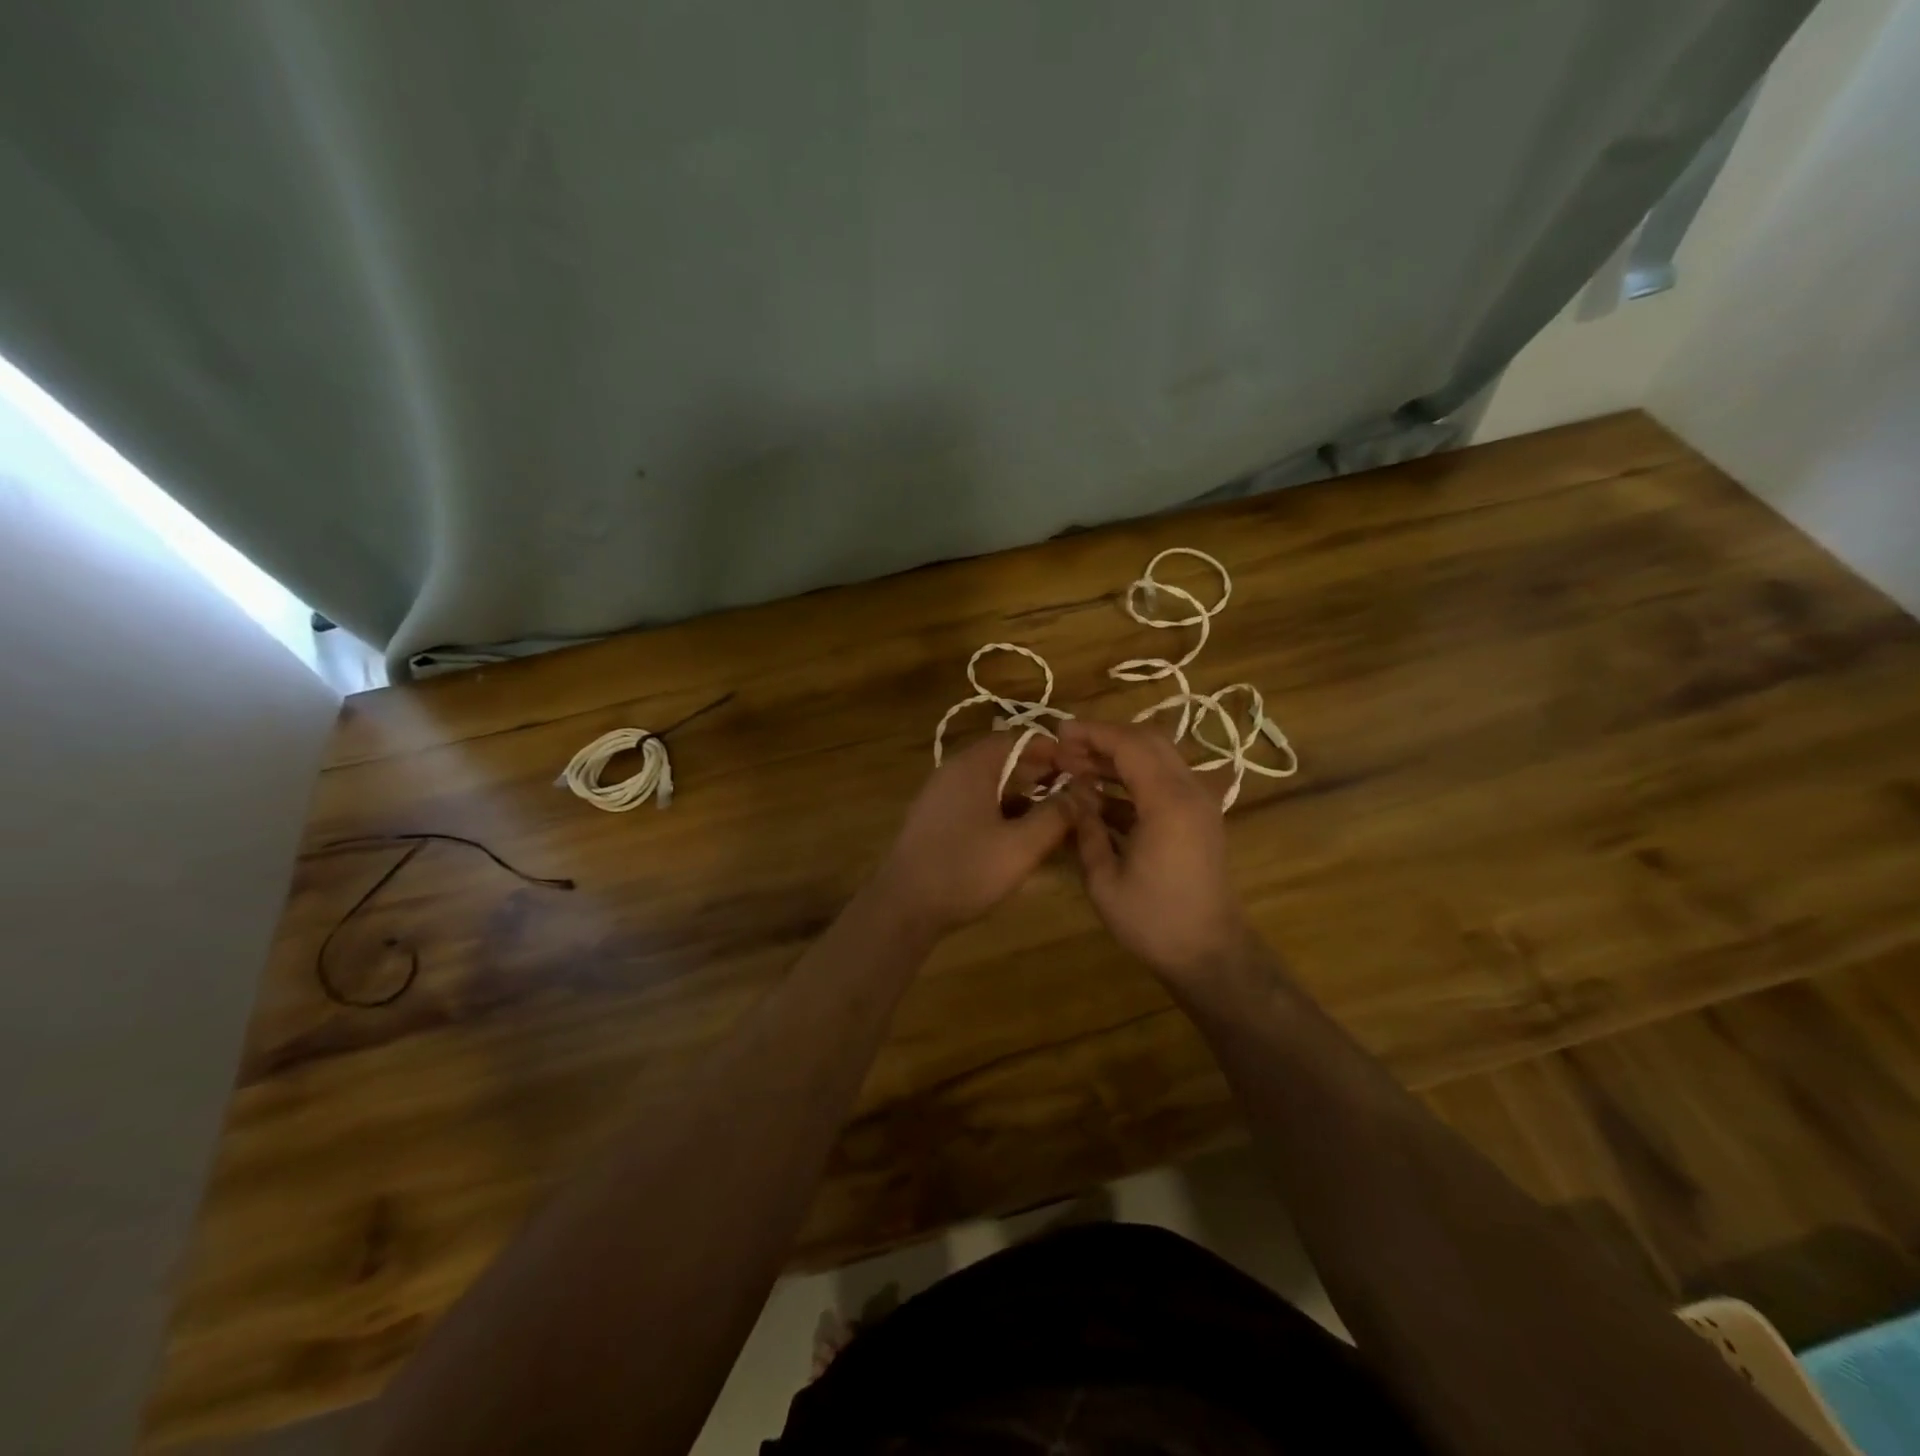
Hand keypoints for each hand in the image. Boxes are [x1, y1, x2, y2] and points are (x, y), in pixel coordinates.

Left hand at [874, 733, 1072, 935]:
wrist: (903, 907)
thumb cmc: (965, 870)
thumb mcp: (1021, 846)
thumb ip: (1055, 816)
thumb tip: (1082, 794)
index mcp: (973, 766)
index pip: (1020, 739)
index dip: (1054, 751)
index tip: (1082, 770)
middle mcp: (954, 772)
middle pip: (1005, 759)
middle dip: (1041, 774)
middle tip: (1075, 794)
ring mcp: (941, 796)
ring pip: (992, 784)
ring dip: (1024, 795)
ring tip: (1056, 817)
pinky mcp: (937, 820)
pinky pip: (977, 803)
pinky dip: (1003, 811)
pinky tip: (1023, 836)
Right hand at [1055, 719, 1250, 981]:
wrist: (1210, 954)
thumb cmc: (1153, 920)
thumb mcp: (1104, 879)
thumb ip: (1086, 827)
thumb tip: (1072, 792)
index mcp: (1168, 802)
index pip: (1129, 744)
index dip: (1092, 733)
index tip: (1059, 731)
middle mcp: (1190, 792)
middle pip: (1148, 741)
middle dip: (1105, 738)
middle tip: (1066, 749)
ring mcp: (1199, 803)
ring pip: (1158, 757)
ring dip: (1119, 757)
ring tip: (1077, 767)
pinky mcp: (1199, 817)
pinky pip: (1165, 780)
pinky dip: (1134, 778)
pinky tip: (1100, 796)